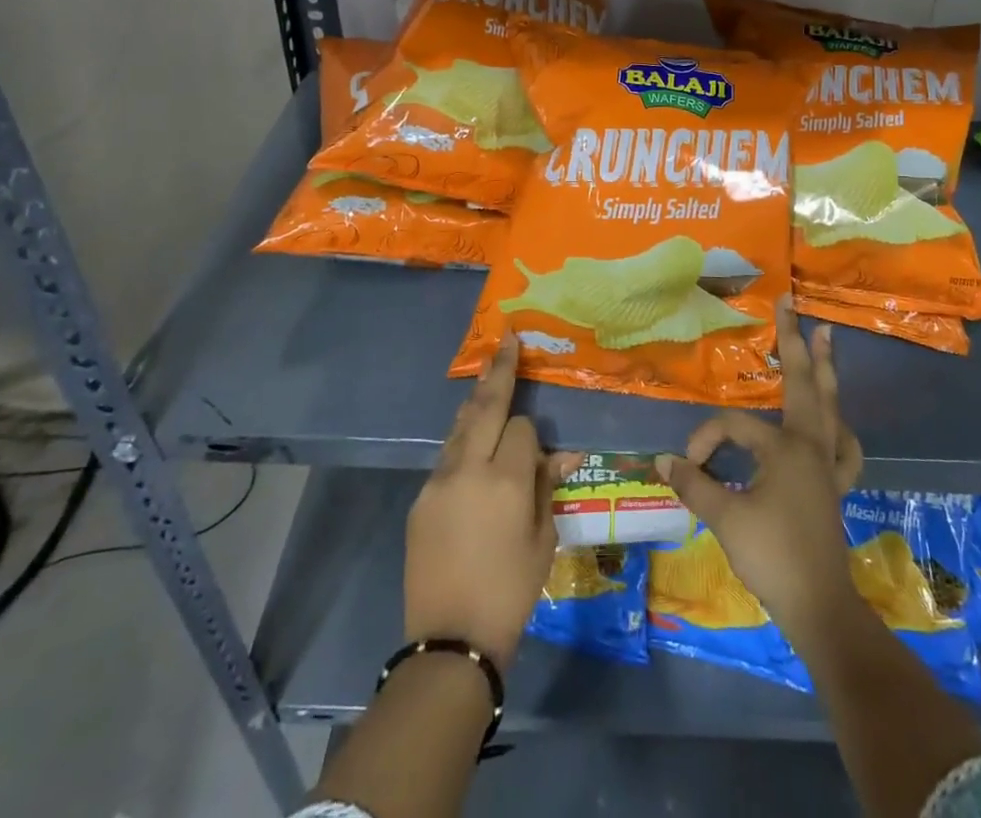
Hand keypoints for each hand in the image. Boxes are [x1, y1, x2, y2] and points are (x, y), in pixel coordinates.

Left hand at [406, 339, 582, 668]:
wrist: (450, 642)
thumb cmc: (510, 591)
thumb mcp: (543, 540)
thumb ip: (546, 487)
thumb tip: (560, 453)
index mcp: (506, 481)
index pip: (521, 427)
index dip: (530, 436)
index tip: (536, 457)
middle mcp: (468, 469)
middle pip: (484, 407)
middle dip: (498, 370)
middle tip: (505, 339)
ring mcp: (438, 482)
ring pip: (460, 427)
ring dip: (476, 403)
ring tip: (487, 376)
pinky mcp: (420, 499)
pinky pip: (446, 458)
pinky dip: (462, 444)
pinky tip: (470, 450)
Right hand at [655, 300, 863, 640]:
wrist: (819, 607)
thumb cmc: (772, 556)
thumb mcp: (725, 517)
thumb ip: (694, 484)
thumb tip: (662, 459)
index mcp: (785, 447)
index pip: (733, 427)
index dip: (705, 441)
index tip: (687, 468)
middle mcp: (811, 445)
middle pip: (805, 383)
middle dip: (796, 343)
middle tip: (793, 305)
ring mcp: (828, 464)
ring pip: (830, 405)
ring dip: (826, 372)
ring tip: (826, 339)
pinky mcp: (835, 486)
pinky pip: (844, 446)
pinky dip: (840, 427)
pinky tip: (837, 423)